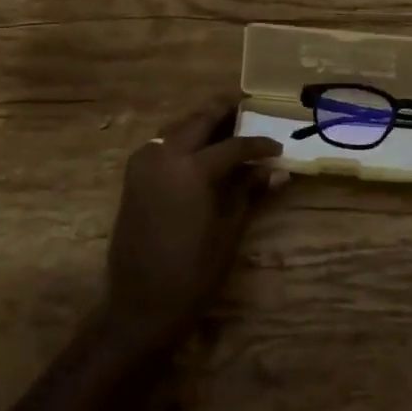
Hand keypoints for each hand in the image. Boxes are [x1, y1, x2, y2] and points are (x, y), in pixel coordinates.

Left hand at [102, 96, 283, 349]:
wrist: (141, 304)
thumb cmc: (193, 272)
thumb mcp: (229, 230)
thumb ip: (249, 192)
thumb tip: (278, 172)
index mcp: (192, 168)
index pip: (233, 145)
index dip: (258, 145)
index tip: (278, 148)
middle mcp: (164, 156)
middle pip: (199, 121)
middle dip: (224, 112)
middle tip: (247, 106)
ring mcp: (143, 164)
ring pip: (176, 128)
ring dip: (200, 122)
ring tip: (225, 124)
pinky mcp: (133, 177)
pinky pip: (160, 144)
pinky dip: (180, 138)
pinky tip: (197, 148)